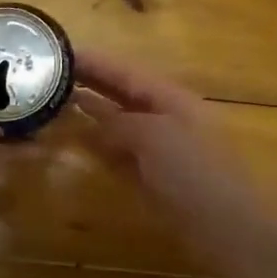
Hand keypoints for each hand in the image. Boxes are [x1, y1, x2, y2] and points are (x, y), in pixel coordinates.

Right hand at [73, 49, 270, 236]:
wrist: (229, 228)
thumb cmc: (194, 173)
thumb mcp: (153, 136)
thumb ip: (119, 122)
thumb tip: (93, 117)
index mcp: (171, 98)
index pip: (125, 71)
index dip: (93, 61)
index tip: (57, 50)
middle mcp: (166, 117)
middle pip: (122, 94)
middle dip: (90, 82)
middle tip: (47, 73)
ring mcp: (161, 150)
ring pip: (120, 123)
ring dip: (92, 112)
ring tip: (55, 101)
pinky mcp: (155, 178)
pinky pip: (121, 153)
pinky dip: (100, 144)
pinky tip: (79, 142)